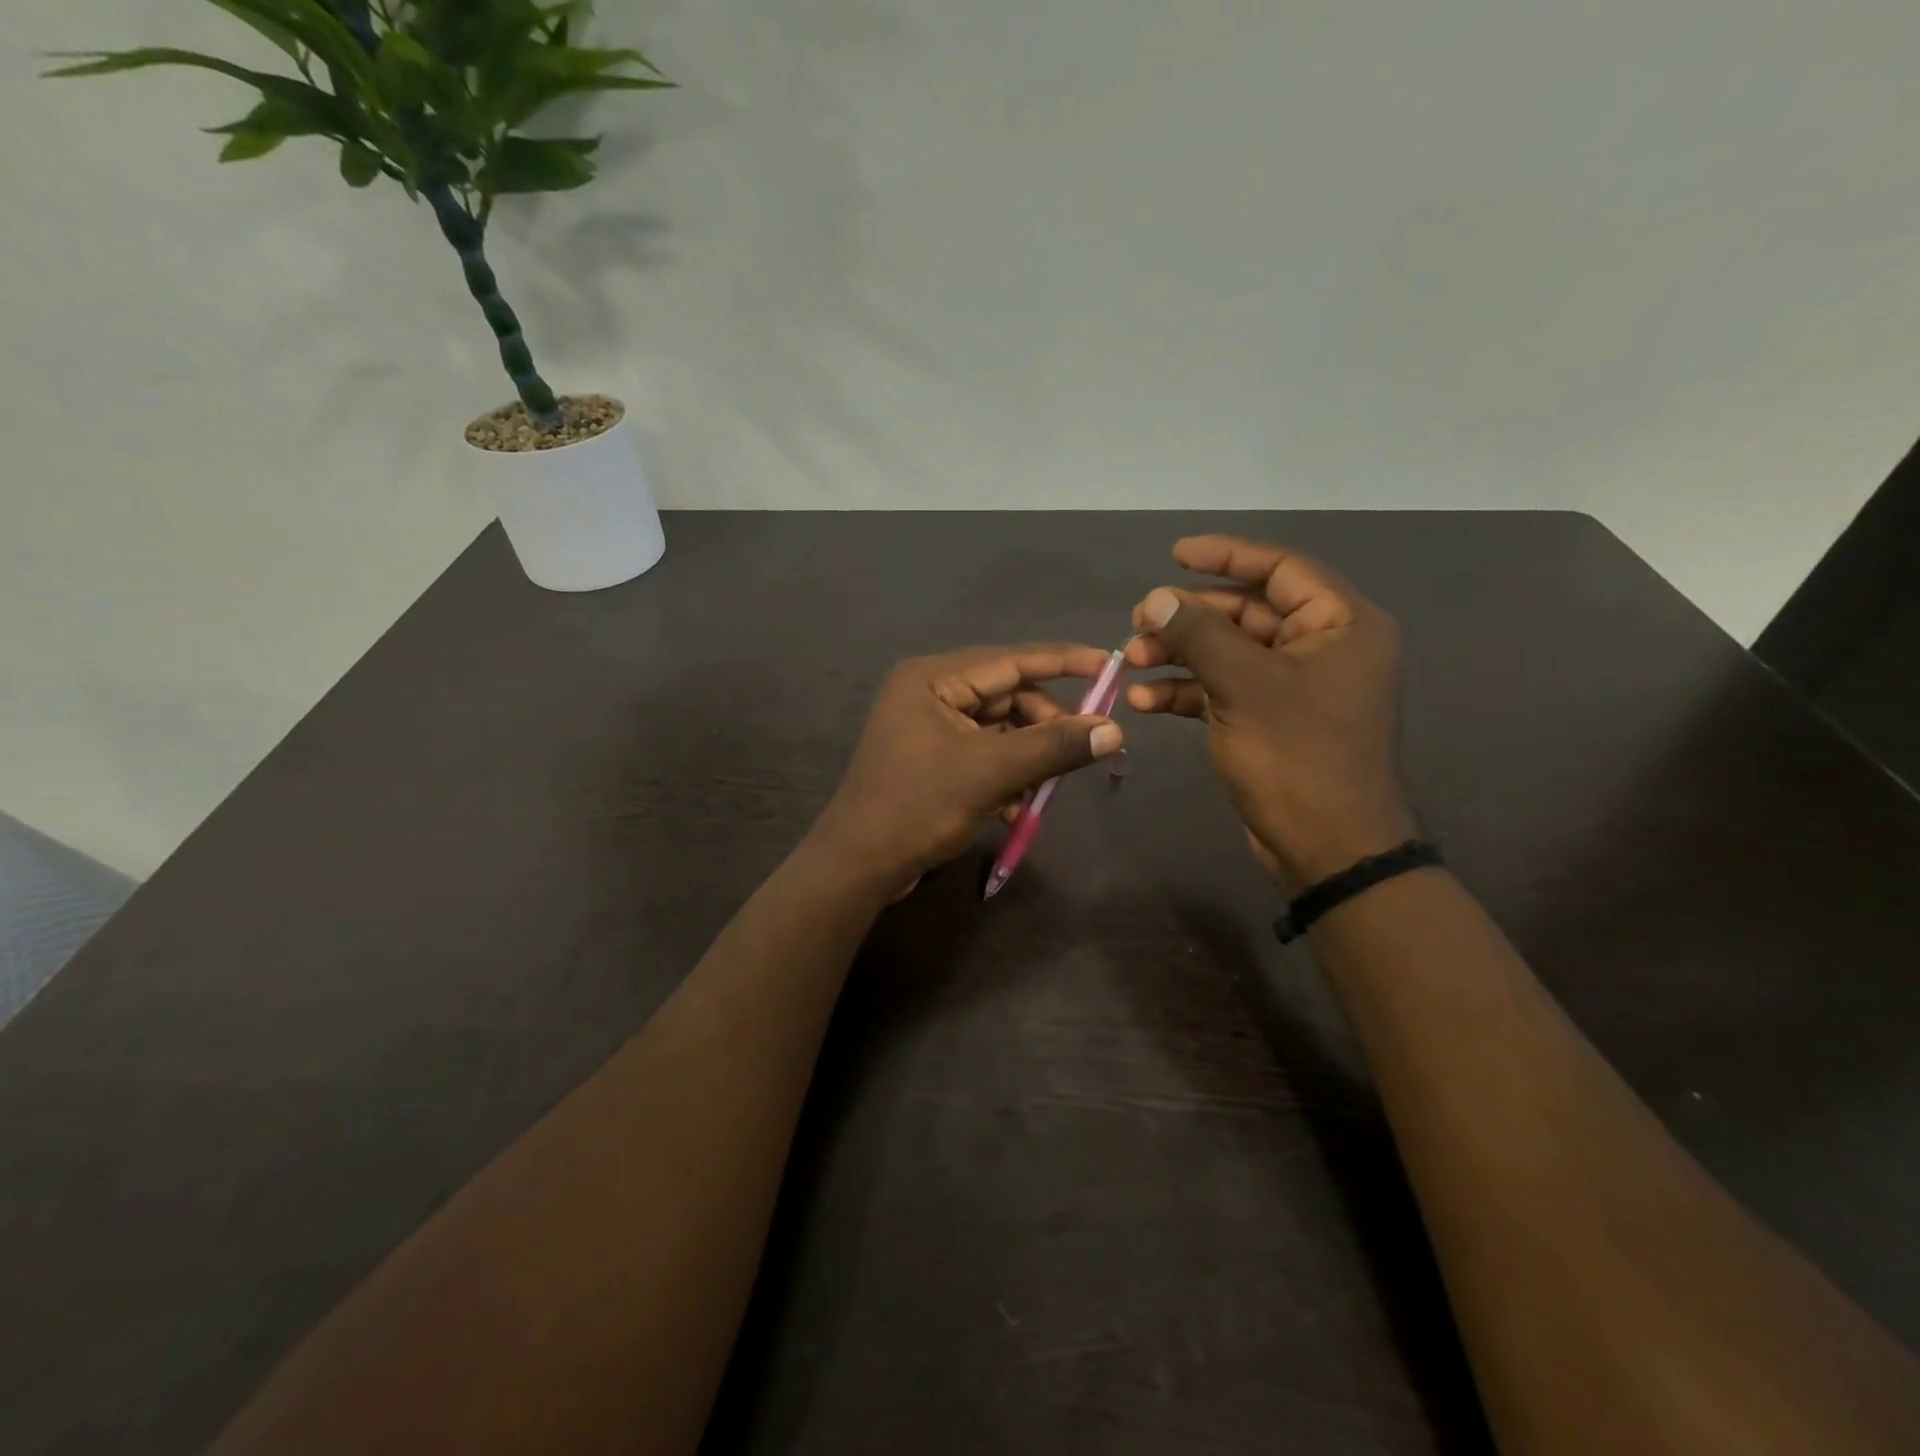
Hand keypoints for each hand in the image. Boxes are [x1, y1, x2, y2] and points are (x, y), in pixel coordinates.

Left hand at [808, 645, 1125, 896]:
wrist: (859, 864)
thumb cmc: (919, 806)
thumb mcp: (991, 773)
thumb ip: (1053, 747)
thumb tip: (1114, 730)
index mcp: (933, 679)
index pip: (1011, 660)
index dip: (1063, 662)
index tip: (1109, 666)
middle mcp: (929, 693)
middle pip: (1007, 696)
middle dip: (1045, 725)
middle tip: (1083, 748)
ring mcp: (928, 727)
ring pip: (999, 730)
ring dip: (1027, 758)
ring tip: (1045, 789)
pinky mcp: (932, 759)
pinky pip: (983, 754)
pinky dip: (1006, 776)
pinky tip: (1016, 808)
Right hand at [1126, 536, 1415, 886]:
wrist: (1326, 846)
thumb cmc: (1296, 754)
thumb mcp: (1243, 684)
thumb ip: (1197, 634)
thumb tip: (1156, 598)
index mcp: (1340, 624)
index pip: (1280, 570)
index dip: (1226, 557)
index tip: (1175, 555)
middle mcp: (1323, 648)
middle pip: (1247, 613)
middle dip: (1189, 617)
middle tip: (1137, 621)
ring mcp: (1295, 688)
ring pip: (1229, 654)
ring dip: (1179, 655)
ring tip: (1131, 661)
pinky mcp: (1270, 721)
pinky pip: (1224, 690)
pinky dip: (1187, 692)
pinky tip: (1144, 699)